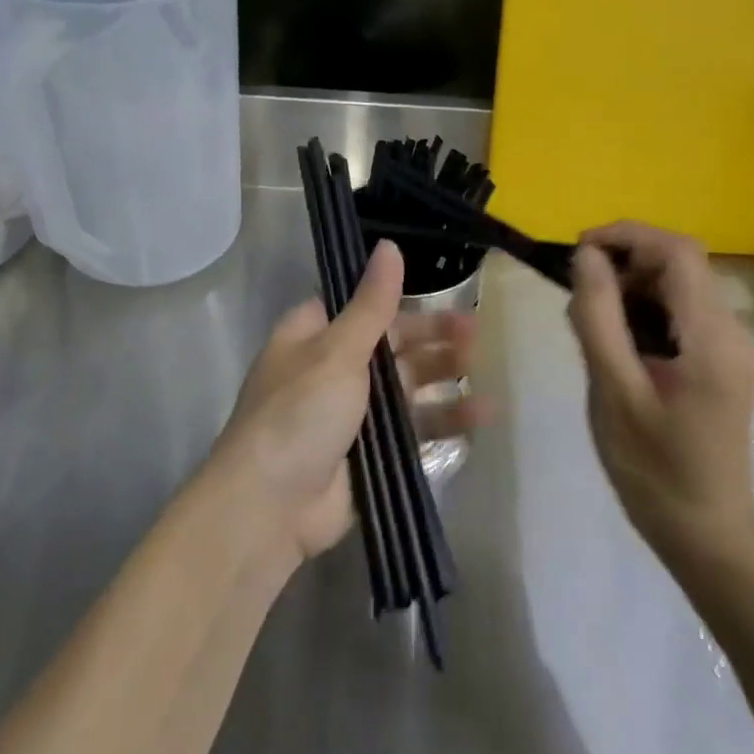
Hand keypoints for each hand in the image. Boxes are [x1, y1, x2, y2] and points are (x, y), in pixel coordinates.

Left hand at [215, 240, 481, 567]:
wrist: (270, 507)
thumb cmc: (299, 413)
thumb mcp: (337, 350)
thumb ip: (371, 303)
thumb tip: (389, 245)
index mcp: (314, 336)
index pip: (363, 307)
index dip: (402, 301)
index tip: (445, 295)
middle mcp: (332, 369)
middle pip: (391, 345)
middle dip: (432, 339)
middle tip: (476, 334)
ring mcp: (352, 414)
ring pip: (406, 387)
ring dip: (443, 379)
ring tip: (483, 373)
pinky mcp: (370, 454)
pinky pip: (413, 430)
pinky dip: (443, 422)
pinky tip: (479, 417)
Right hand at [568, 222, 753, 558]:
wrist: (705, 534)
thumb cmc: (653, 469)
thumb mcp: (614, 391)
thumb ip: (598, 318)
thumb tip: (585, 256)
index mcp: (712, 338)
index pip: (677, 251)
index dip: (626, 236)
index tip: (578, 252)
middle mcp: (732, 331)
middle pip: (680, 264)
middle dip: (625, 262)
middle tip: (577, 295)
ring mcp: (731, 347)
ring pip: (678, 286)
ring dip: (631, 287)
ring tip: (590, 323)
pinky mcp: (722, 361)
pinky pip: (681, 313)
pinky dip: (644, 310)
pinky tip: (617, 343)